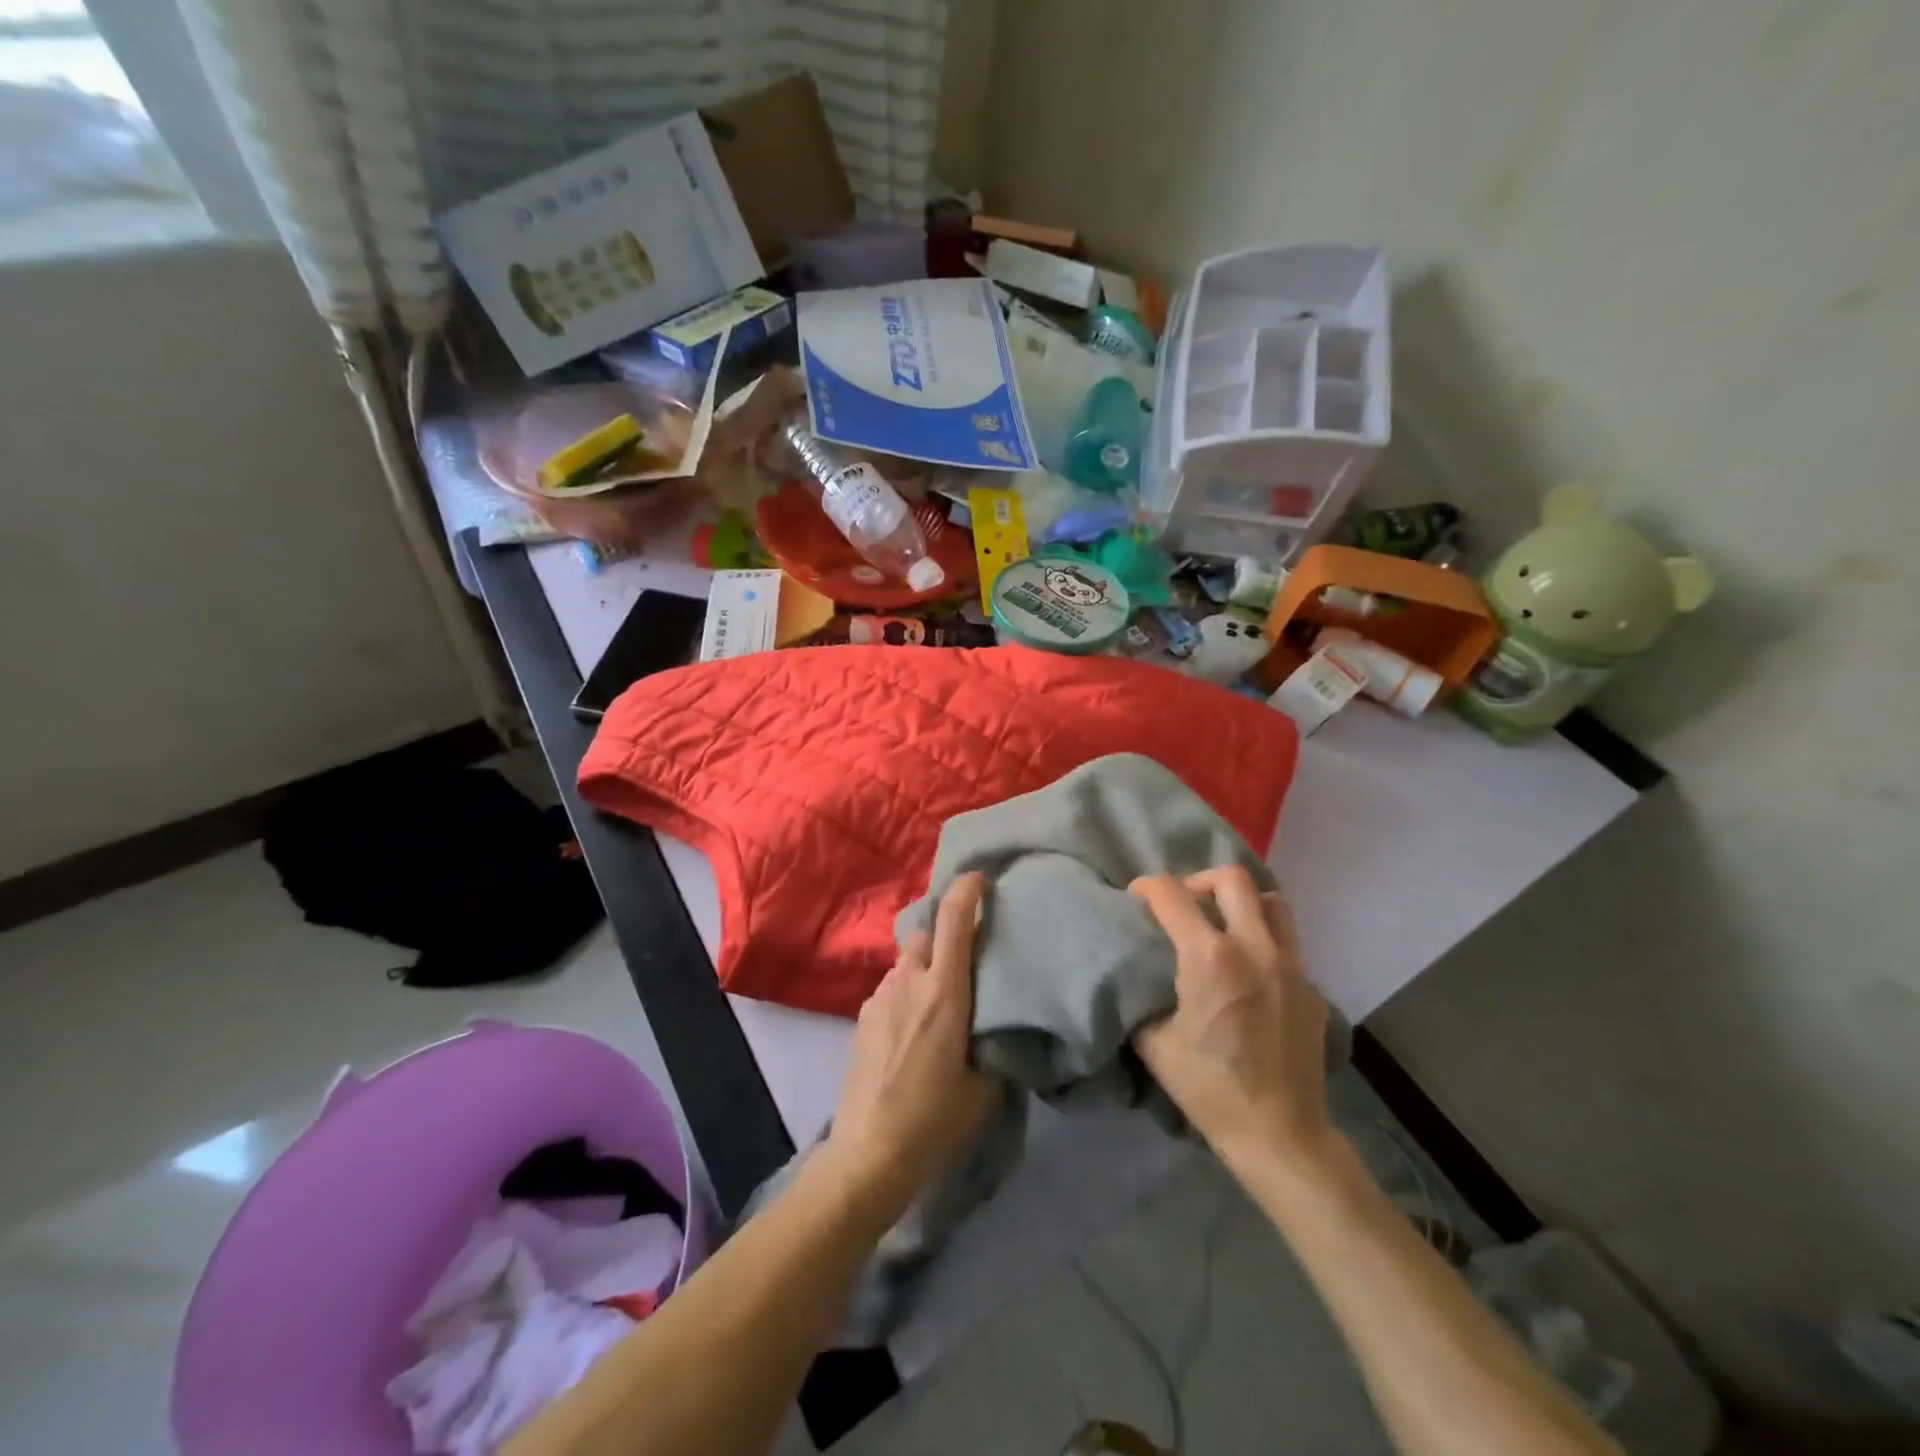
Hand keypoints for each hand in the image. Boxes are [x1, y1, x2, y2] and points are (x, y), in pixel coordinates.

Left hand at [821, 874, 997, 1222]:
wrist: (869, 1152)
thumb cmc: (935, 1119)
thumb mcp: (984, 1086)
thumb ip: (993, 1044)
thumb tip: (998, 1026)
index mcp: (944, 993)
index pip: (953, 923)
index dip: (966, 892)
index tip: (978, 878)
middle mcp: (908, 983)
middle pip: (924, 935)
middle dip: (943, 936)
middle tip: (963, 960)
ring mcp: (879, 998)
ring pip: (905, 962)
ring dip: (923, 968)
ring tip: (938, 1000)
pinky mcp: (862, 1017)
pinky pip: (891, 988)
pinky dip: (906, 992)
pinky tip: (912, 1029)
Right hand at [1129, 867, 1334, 1171]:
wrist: (1280, 1135)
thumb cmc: (1210, 1089)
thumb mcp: (1154, 1043)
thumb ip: (1142, 997)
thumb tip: (1135, 976)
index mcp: (1210, 957)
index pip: (1171, 894)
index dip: (1146, 887)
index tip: (1136, 897)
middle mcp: (1254, 948)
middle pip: (1230, 879)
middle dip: (1198, 882)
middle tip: (1184, 905)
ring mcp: (1291, 965)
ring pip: (1271, 902)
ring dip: (1242, 903)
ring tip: (1223, 925)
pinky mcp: (1312, 988)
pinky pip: (1287, 943)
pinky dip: (1264, 940)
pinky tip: (1250, 972)